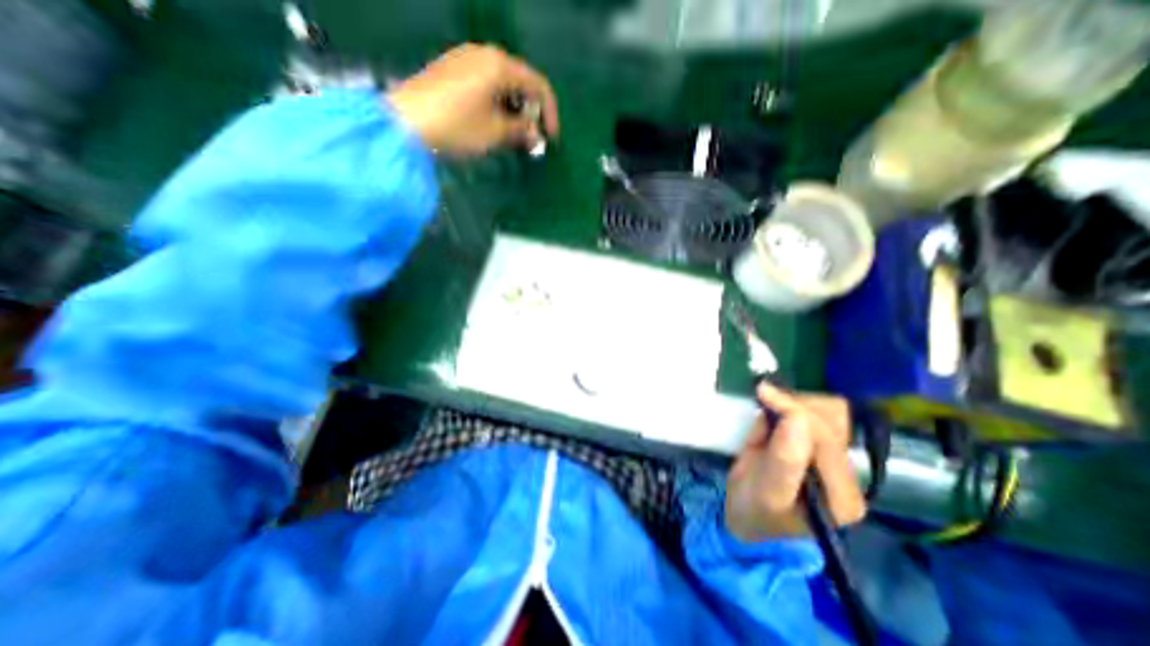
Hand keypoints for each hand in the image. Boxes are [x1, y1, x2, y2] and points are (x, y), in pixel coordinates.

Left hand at [390, 44, 562, 156]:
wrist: (406, 123)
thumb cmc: (457, 127)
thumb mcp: (495, 133)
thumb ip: (522, 132)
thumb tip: (536, 135)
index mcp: (499, 65)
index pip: (538, 85)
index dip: (550, 114)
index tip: (551, 139)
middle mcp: (484, 54)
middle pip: (521, 82)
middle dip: (530, 113)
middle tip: (531, 140)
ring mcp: (465, 59)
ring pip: (503, 84)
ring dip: (514, 110)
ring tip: (513, 136)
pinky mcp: (452, 70)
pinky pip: (486, 84)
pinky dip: (497, 104)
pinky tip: (493, 124)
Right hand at [727, 386, 861, 542]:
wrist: (748, 519)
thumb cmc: (754, 512)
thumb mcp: (766, 492)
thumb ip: (784, 460)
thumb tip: (795, 418)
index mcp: (840, 494)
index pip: (826, 436)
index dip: (794, 410)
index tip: (762, 393)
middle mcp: (846, 475)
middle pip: (833, 419)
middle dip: (794, 404)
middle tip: (762, 402)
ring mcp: (834, 460)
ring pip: (827, 412)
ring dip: (792, 404)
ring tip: (766, 417)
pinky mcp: (820, 448)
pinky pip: (813, 414)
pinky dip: (789, 408)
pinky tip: (771, 420)